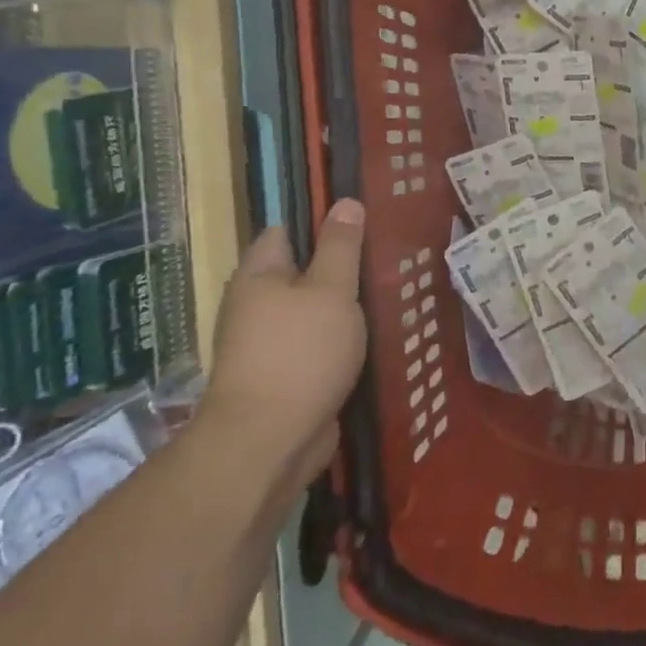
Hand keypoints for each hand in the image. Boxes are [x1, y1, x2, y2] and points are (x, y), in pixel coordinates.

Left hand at [201, 198, 368, 497]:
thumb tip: (345, 201)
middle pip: (302, 271)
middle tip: (387, 257)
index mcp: (258, 275)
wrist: (268, 444)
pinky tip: (374, 336)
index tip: (365, 221)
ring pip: (313, 310)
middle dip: (341, 266)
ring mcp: (267, 344)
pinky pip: (317, 344)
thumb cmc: (300, 354)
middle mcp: (255, 305)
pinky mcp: (285, 376)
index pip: (287, 230)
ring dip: (344, 306)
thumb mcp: (331, 289)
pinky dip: (341, 338)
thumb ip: (340, 246)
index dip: (322, 221)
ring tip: (390, 293)